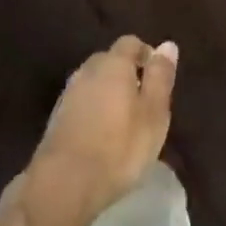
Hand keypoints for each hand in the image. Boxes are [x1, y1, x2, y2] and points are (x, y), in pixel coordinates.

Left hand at [21, 36, 177, 225]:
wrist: (65, 182)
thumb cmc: (120, 146)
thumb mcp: (154, 113)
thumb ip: (160, 77)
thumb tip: (168, 45)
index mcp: (113, 63)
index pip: (130, 43)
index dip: (146, 54)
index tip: (158, 77)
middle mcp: (88, 70)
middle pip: (110, 60)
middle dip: (127, 73)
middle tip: (144, 101)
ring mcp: (69, 93)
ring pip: (94, 82)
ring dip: (109, 93)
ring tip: (125, 120)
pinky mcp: (57, 117)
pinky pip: (82, 102)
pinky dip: (94, 110)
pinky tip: (102, 134)